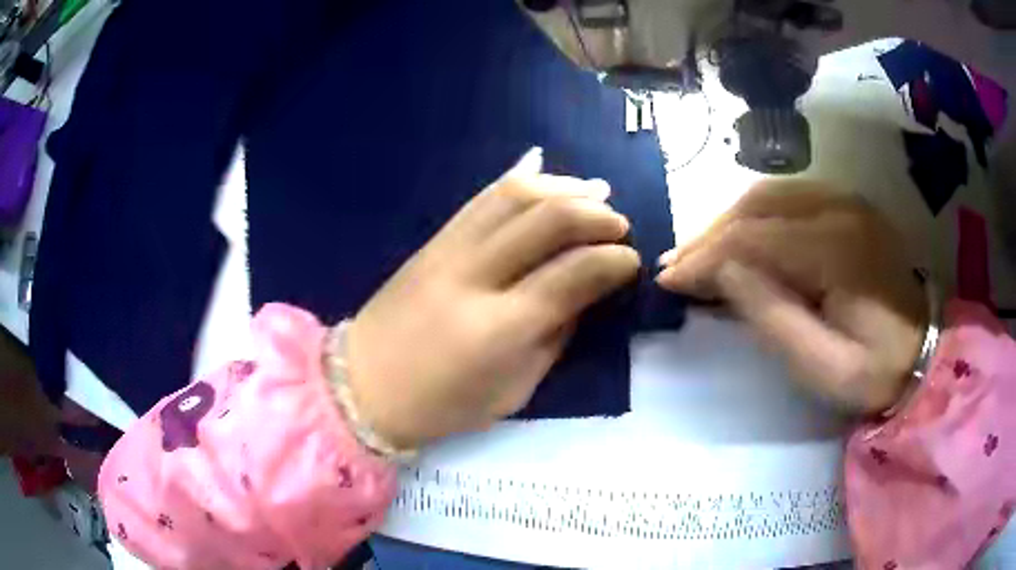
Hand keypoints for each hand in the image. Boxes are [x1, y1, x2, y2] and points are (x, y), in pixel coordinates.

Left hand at [346, 148, 639, 448]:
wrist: (362, 387)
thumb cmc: (442, 406)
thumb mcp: (514, 391)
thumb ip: (554, 338)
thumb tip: (585, 293)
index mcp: (501, 329)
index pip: (574, 274)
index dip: (613, 261)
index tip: (631, 261)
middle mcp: (475, 277)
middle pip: (547, 220)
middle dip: (596, 215)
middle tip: (619, 224)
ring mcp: (448, 251)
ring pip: (514, 195)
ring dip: (563, 187)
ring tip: (594, 193)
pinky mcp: (432, 240)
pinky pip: (482, 197)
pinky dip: (520, 181)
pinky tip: (546, 179)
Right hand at [657, 179, 927, 413]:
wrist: (922, 351)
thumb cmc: (874, 371)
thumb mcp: (821, 366)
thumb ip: (771, 317)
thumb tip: (723, 272)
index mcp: (838, 249)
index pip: (755, 238)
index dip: (706, 257)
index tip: (669, 281)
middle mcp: (840, 208)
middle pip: (757, 205)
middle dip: (709, 234)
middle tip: (676, 266)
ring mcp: (845, 200)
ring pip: (768, 194)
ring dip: (727, 221)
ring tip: (699, 253)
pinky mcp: (846, 206)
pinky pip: (788, 197)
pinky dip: (754, 215)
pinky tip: (739, 238)